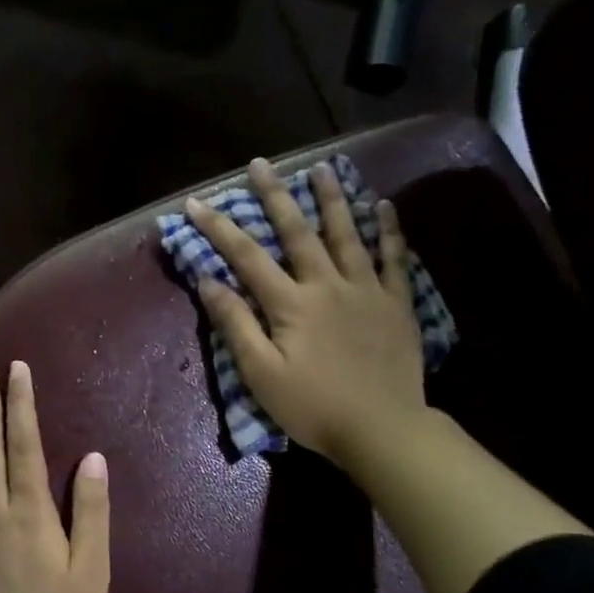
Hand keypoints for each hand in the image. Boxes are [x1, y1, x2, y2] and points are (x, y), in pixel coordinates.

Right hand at [184, 157, 428, 472]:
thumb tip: (208, 281)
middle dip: (275, 196)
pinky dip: (388, 230)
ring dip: (332, 199)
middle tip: (261, 164)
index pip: (247, 257)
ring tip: (322, 168)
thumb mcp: (260, 374)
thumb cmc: (312, 406)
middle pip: (298, 232)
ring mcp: (367, 290)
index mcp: (290, 304)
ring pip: (348, 234)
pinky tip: (383, 205)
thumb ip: (235, 325)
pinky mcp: (396, 303)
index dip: (219, 228)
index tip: (196, 203)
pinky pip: (393, 258)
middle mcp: (327, 285)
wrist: (382, 428)